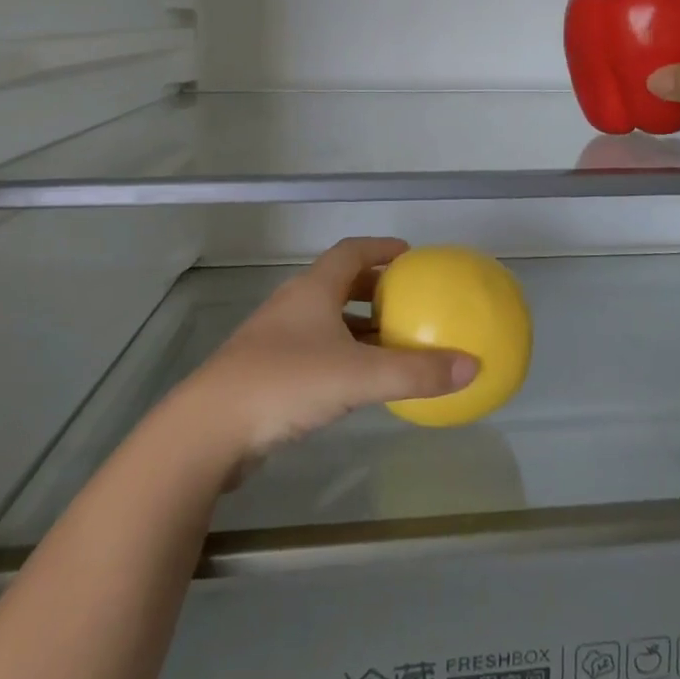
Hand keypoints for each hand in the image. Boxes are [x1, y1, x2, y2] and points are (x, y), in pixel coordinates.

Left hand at [180, 238, 478, 465]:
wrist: (206, 431)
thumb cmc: (285, 384)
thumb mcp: (359, 376)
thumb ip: (417, 372)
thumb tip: (473, 365)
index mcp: (313, 290)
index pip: (351, 251)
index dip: (381, 248)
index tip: (409, 254)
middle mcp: (293, 306)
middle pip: (339, 284)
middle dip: (374, 289)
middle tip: (407, 300)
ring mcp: (274, 339)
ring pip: (325, 320)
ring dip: (358, 326)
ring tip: (390, 342)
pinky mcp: (264, 372)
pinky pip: (313, 350)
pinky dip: (341, 354)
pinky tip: (356, 381)